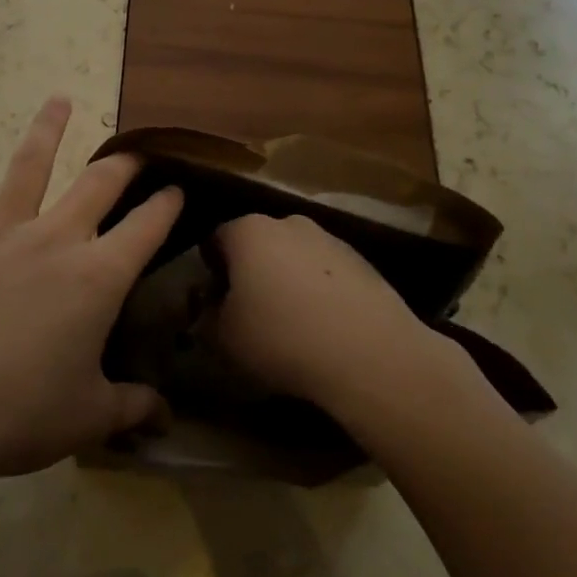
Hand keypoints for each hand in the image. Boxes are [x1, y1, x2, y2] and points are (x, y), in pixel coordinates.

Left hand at [0, 97, 181, 492]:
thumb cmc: (15, 414)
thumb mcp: (86, 417)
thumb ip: (131, 407)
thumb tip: (164, 416)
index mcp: (97, 277)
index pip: (147, 227)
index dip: (168, 204)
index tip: (180, 187)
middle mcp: (55, 240)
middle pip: (97, 184)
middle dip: (123, 162)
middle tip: (136, 150)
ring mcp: (0, 234)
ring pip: (29, 167)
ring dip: (46, 130)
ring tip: (58, 100)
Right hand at [211, 213, 431, 413]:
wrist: (369, 354)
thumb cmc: (282, 338)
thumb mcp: (224, 339)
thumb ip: (207, 318)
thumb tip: (211, 309)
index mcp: (248, 232)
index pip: (215, 239)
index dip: (210, 270)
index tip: (215, 302)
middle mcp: (289, 222)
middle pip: (258, 243)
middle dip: (251, 271)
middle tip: (250, 311)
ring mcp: (330, 238)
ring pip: (295, 255)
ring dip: (287, 279)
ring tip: (292, 323)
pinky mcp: (362, 260)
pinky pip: (326, 272)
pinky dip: (319, 290)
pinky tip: (325, 326)